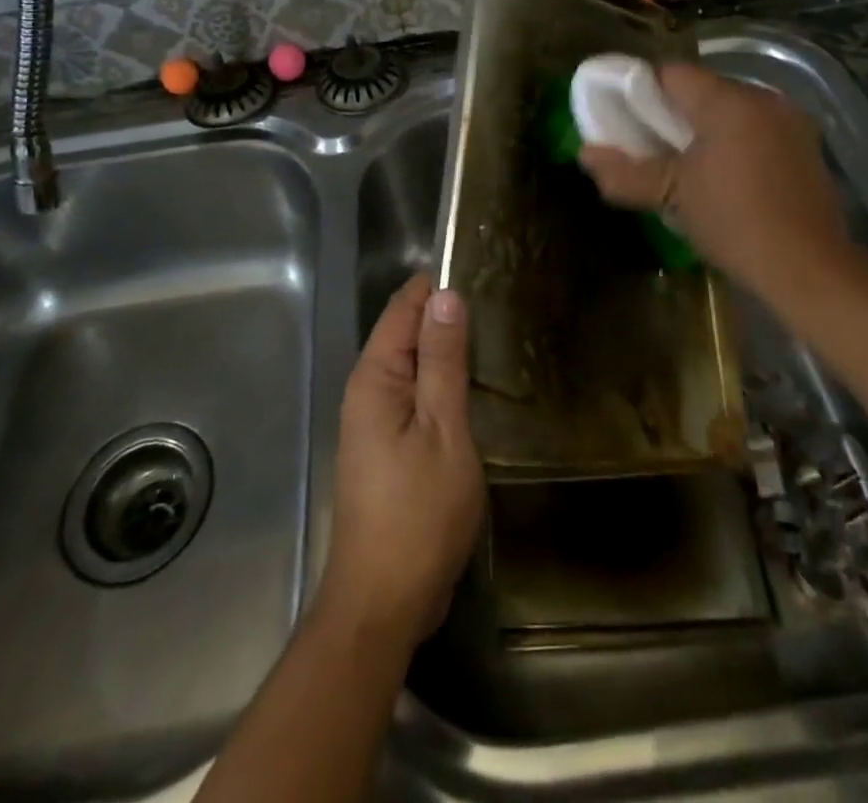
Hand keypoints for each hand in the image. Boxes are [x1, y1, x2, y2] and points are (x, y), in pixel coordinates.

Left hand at [319, 273, 483, 651]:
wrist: (383, 600)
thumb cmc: (417, 513)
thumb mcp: (442, 431)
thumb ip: (442, 362)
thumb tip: (445, 296)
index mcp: (375, 376)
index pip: (404, 307)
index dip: (437, 284)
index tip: (482, 267)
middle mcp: (367, 389)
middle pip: (404, 331)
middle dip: (444, 311)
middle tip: (500, 300)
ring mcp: (374, 419)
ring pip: (411, 363)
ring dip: (445, 346)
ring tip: (496, 333)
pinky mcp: (386, 444)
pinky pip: (413, 392)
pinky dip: (441, 379)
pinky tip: (474, 385)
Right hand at [577, 63, 856, 304]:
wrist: (809, 268)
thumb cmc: (733, 222)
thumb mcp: (671, 197)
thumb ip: (624, 172)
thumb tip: (584, 155)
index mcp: (728, 102)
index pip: (671, 73)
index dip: (640, 91)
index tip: (625, 121)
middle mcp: (763, 99)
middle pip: (702, 90)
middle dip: (671, 113)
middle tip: (649, 147)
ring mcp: (791, 122)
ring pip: (730, 110)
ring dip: (703, 129)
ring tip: (684, 166)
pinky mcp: (807, 147)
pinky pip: (756, 129)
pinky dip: (733, 142)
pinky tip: (724, 177)